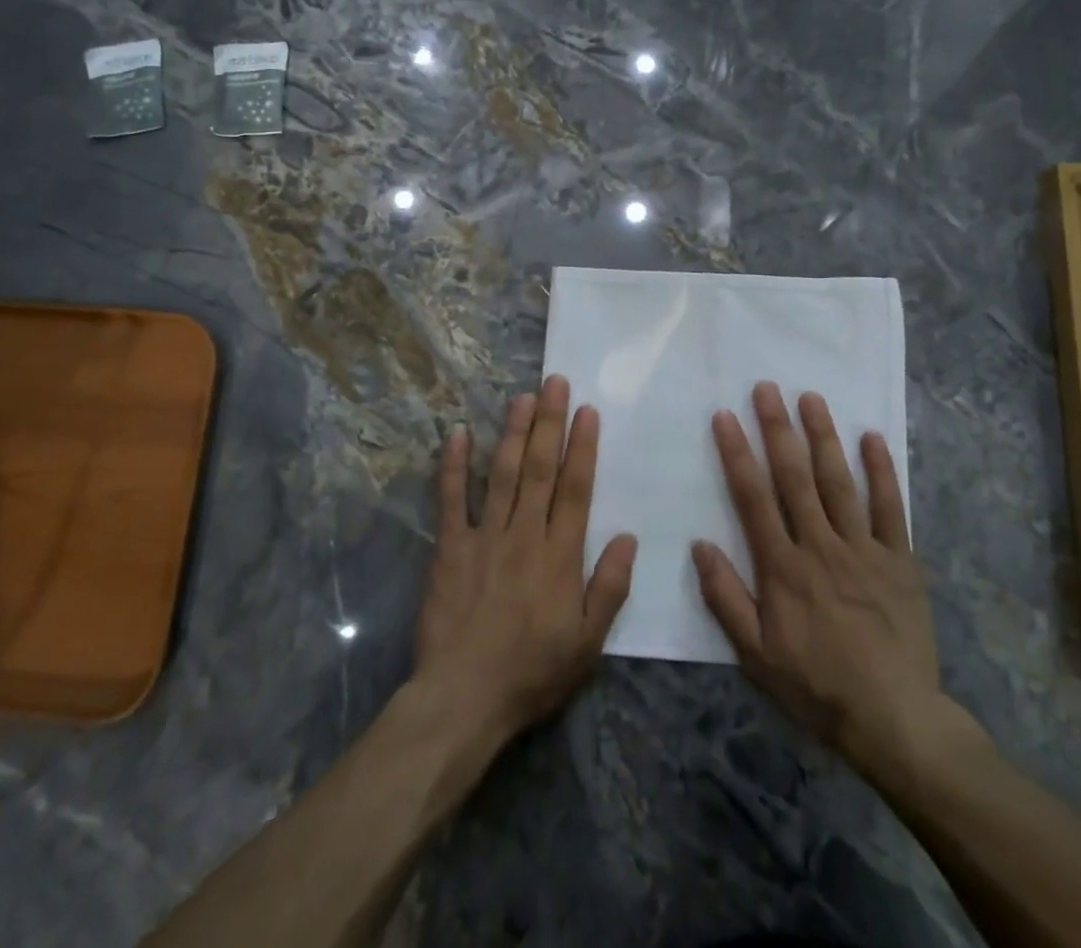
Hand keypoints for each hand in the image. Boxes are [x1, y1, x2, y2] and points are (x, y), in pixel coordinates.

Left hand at [413, 375, 638, 746]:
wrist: (464, 698)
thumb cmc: (533, 672)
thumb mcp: (588, 642)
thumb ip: (610, 587)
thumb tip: (629, 537)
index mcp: (560, 555)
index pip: (576, 488)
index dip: (583, 446)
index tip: (588, 411)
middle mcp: (525, 534)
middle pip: (540, 469)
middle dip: (550, 423)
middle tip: (555, 383)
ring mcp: (485, 537)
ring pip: (503, 474)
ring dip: (513, 432)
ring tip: (523, 397)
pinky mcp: (450, 547)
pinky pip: (452, 500)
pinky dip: (454, 466)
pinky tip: (458, 433)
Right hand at [692, 383, 979, 780]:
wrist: (895, 720)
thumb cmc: (817, 686)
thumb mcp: (756, 655)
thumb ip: (726, 598)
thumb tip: (699, 545)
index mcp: (783, 566)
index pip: (753, 497)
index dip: (737, 453)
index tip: (725, 416)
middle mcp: (820, 545)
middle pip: (795, 477)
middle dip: (778, 428)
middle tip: (766, 387)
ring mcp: (863, 549)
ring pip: (839, 482)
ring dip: (823, 437)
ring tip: (811, 398)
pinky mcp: (900, 560)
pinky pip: (890, 508)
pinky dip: (882, 471)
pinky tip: (873, 438)